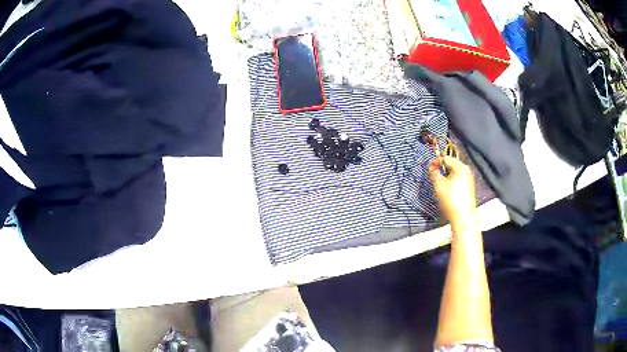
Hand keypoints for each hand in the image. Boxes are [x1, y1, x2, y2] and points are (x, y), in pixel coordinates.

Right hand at [429, 156, 476, 224]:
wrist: (463, 217)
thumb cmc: (453, 200)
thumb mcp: (439, 184)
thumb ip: (434, 173)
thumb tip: (431, 167)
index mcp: (461, 167)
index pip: (446, 158)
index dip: (436, 162)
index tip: (430, 167)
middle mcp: (466, 172)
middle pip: (451, 165)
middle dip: (441, 170)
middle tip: (434, 177)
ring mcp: (469, 180)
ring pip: (454, 174)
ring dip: (445, 177)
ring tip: (440, 187)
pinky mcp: (469, 189)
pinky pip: (458, 181)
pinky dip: (451, 183)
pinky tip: (447, 193)